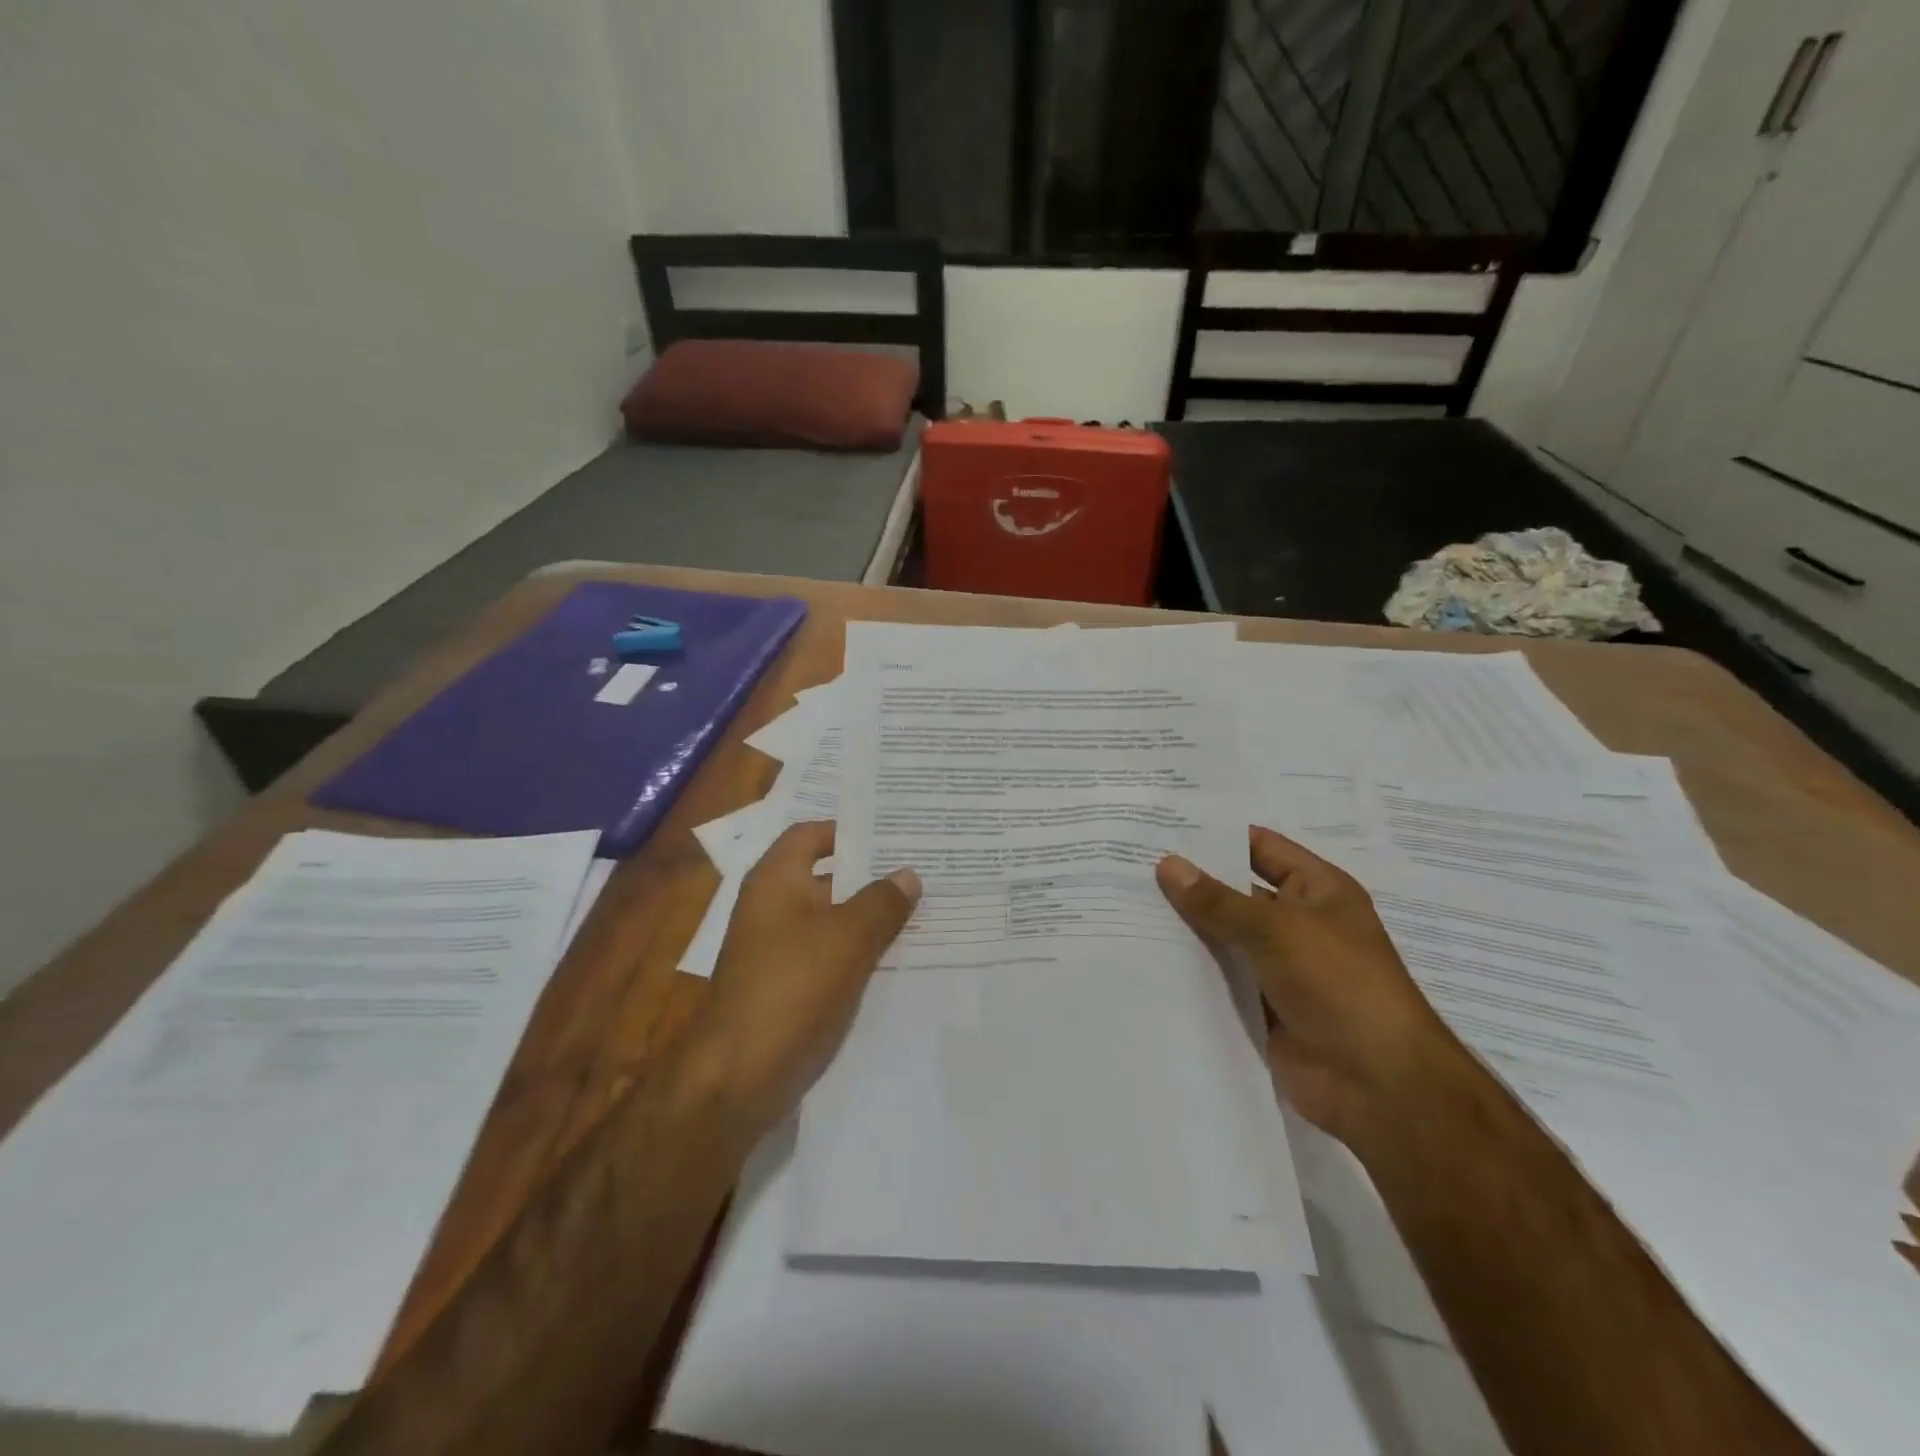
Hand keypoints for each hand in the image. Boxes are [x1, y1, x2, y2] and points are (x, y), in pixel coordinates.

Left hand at [688, 820, 920, 1131]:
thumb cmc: (791, 987)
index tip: (892, 833)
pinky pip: (831, 954)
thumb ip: (882, 902)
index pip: (811, 835)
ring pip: (833, 918)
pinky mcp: (790, 985)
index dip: (847, 830)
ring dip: (871, 915)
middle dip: (871, 874)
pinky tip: (900, 954)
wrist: (740, 1074)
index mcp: (776, 881)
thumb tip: (909, 875)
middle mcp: (774, 907)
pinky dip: (860, 949)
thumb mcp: (847, 937)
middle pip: (827, 877)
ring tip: (923, 908)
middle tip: (921, 867)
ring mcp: (780, 948)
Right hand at [1156, 826, 1463, 1148]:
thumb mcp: (1279, 930)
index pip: (1260, 847)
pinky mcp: (1261, 1005)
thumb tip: (1167, 864)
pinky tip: (1142, 953)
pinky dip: (1188, 968)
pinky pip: (1219, 977)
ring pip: (1223, 936)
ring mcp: (1279, 966)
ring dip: (1184, 926)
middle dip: (1190, 882)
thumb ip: (1218, 900)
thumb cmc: (1341, 986)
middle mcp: (1298, 922)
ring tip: (1124, 903)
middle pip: (1235, 892)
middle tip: (1128, 863)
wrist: (1378, 1086)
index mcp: (1317, 890)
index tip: (1161, 827)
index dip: (1215, 836)